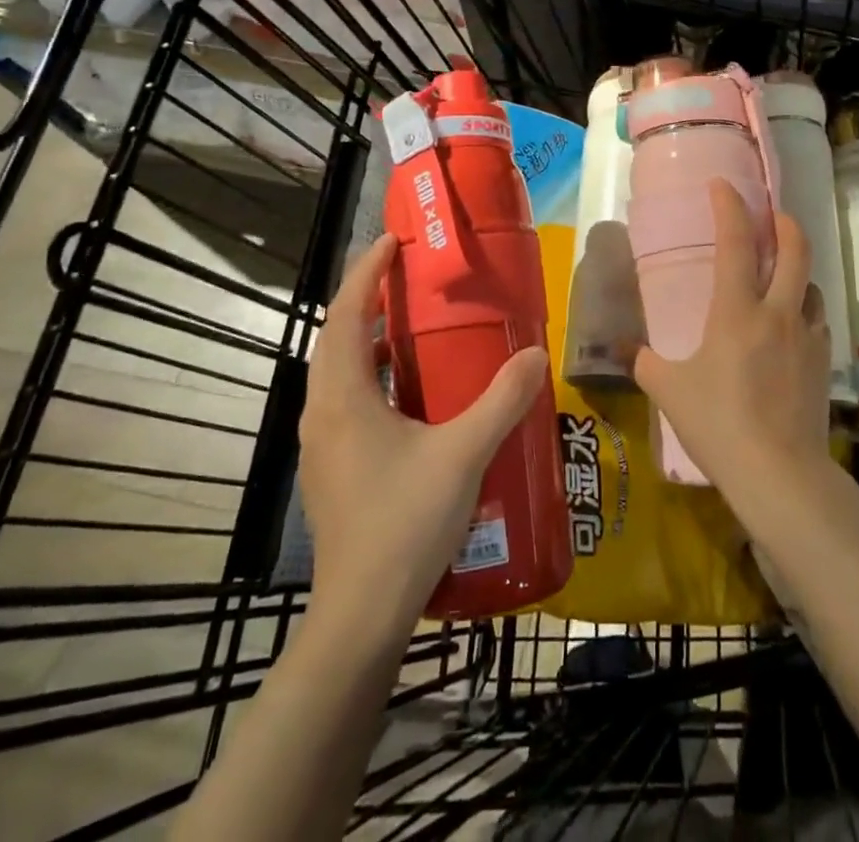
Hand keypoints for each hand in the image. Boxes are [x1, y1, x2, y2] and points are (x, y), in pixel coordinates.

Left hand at [298, 234, 547, 632]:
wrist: (361, 615)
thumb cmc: (405, 524)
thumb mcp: (464, 454)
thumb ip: (502, 400)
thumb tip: (535, 353)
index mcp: (344, 398)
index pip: (346, 316)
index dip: (365, 274)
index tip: (391, 243)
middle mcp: (323, 413)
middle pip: (336, 339)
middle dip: (365, 300)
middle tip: (405, 278)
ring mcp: (322, 445)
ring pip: (338, 372)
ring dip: (366, 340)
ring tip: (409, 326)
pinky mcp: (332, 469)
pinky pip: (346, 401)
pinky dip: (370, 376)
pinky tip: (409, 395)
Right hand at [634, 180, 831, 500]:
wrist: (779, 474)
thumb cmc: (718, 425)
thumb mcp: (670, 392)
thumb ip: (646, 363)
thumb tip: (628, 350)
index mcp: (736, 311)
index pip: (736, 244)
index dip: (729, 208)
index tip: (723, 185)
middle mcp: (778, 313)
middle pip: (794, 250)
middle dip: (785, 223)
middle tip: (772, 215)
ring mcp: (807, 337)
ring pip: (812, 284)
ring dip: (798, 269)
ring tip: (782, 275)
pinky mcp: (822, 363)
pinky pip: (818, 320)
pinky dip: (806, 308)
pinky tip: (793, 325)